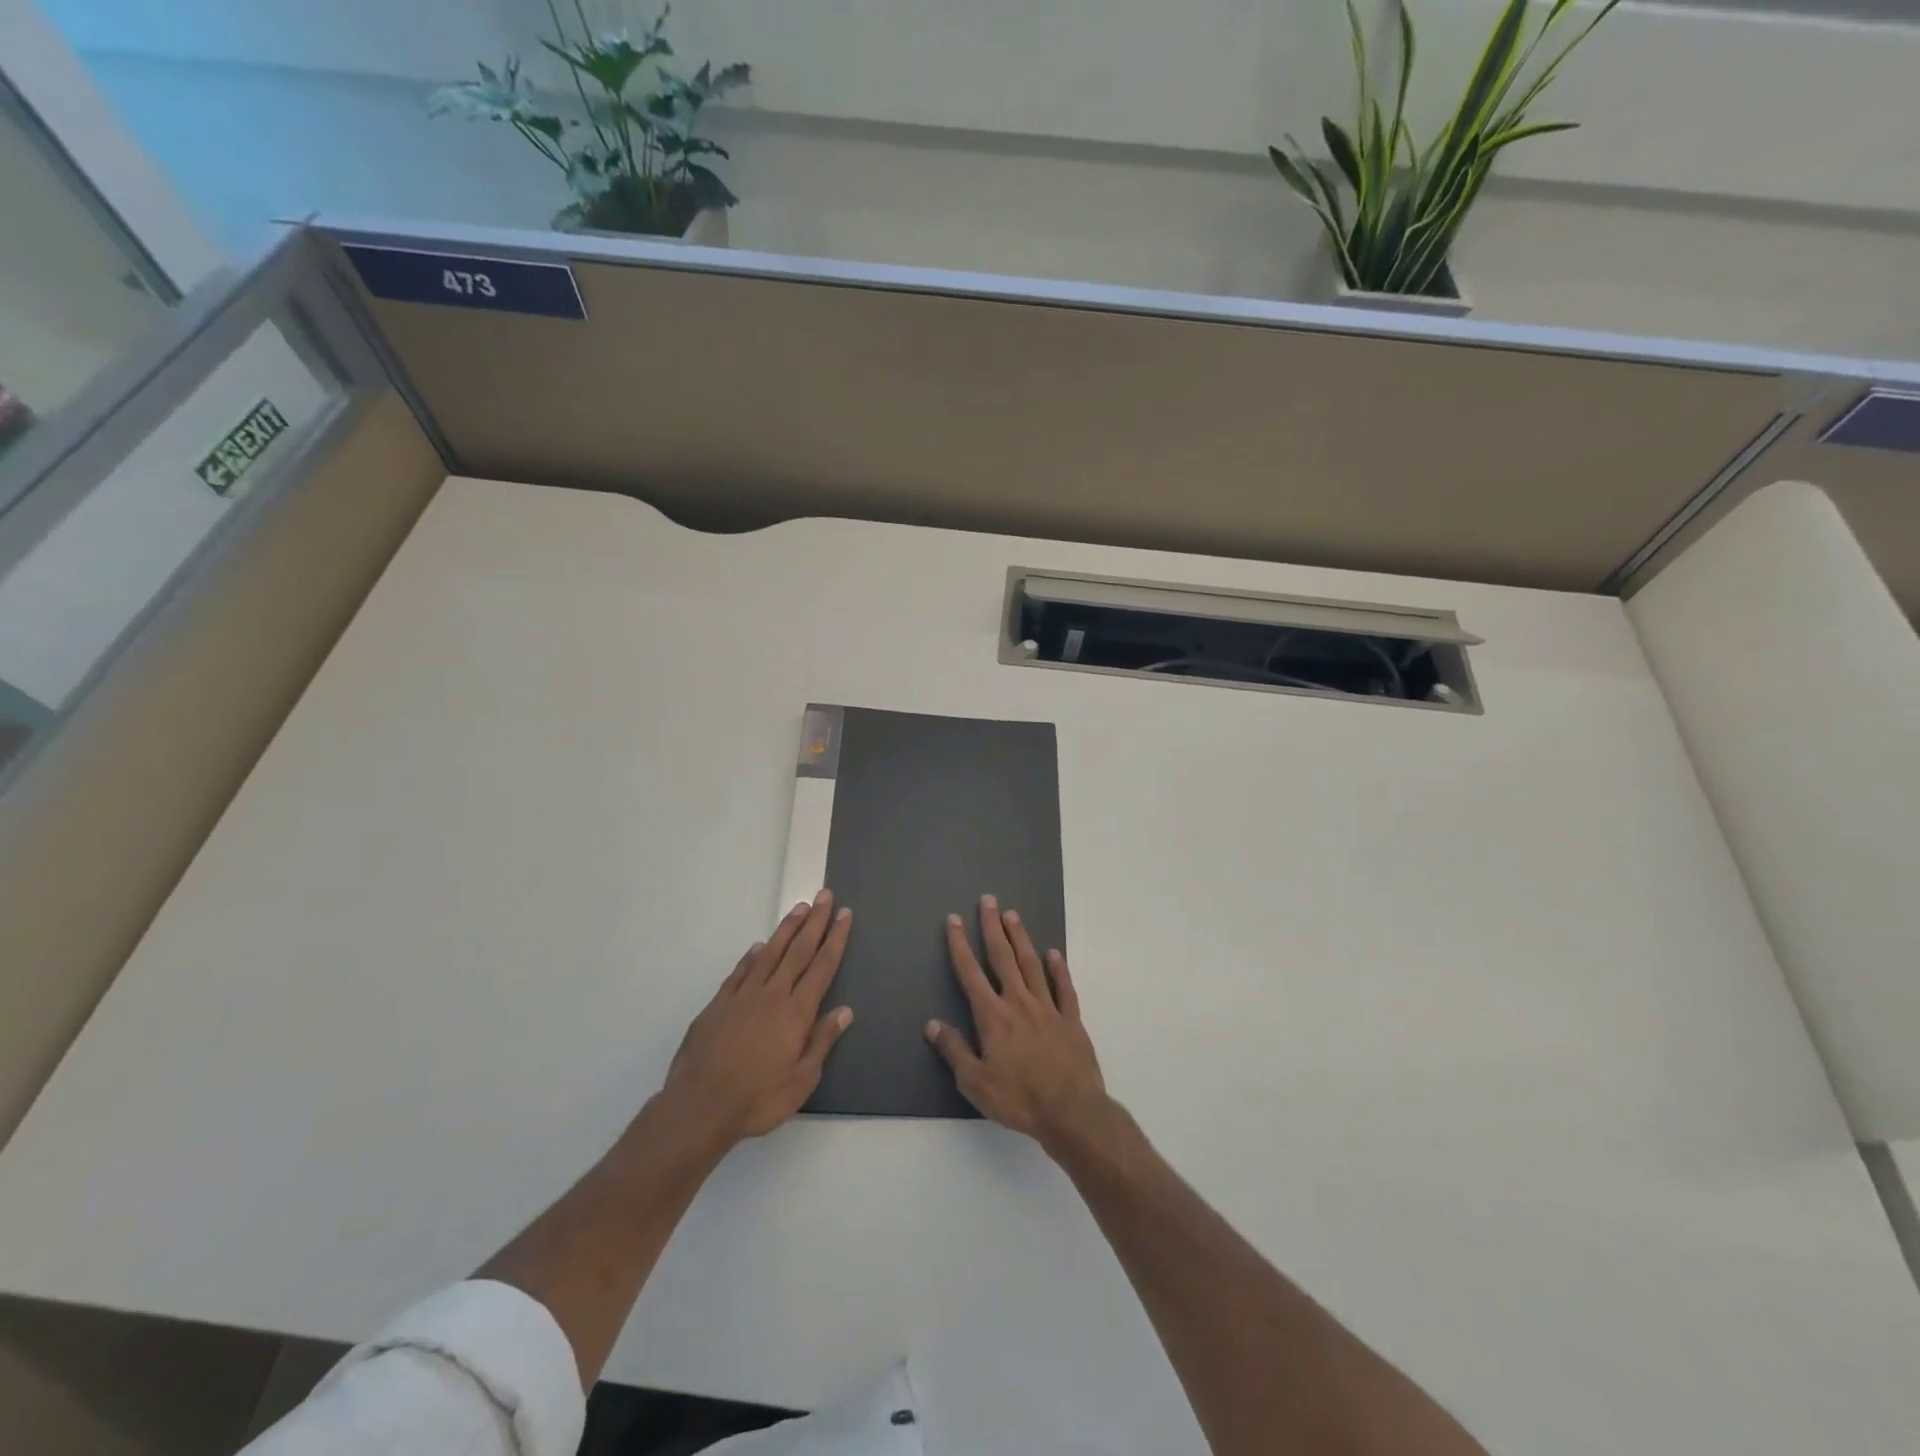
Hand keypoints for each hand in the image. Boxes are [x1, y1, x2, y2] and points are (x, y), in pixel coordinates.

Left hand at [660, 890, 853, 1147]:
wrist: (700, 1106)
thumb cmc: (758, 1099)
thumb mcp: (802, 1079)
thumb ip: (822, 1041)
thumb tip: (845, 1010)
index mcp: (796, 1012)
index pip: (822, 966)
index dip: (835, 938)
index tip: (844, 915)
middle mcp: (772, 995)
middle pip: (798, 950)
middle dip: (814, 922)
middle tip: (824, 896)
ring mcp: (743, 997)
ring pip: (769, 953)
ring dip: (786, 929)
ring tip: (798, 908)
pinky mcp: (718, 1005)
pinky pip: (740, 972)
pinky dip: (752, 957)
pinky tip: (758, 947)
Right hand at [925, 895, 1109, 1153]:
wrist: (1072, 1111)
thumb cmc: (1019, 1099)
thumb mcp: (975, 1083)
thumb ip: (954, 1050)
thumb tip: (932, 1024)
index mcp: (993, 1016)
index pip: (971, 973)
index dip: (960, 945)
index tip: (955, 920)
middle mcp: (1019, 1003)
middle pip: (1003, 957)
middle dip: (993, 927)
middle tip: (988, 900)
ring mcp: (1048, 1008)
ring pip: (1031, 964)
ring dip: (1021, 938)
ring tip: (1013, 915)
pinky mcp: (1071, 1020)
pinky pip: (1064, 988)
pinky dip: (1058, 969)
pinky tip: (1054, 954)